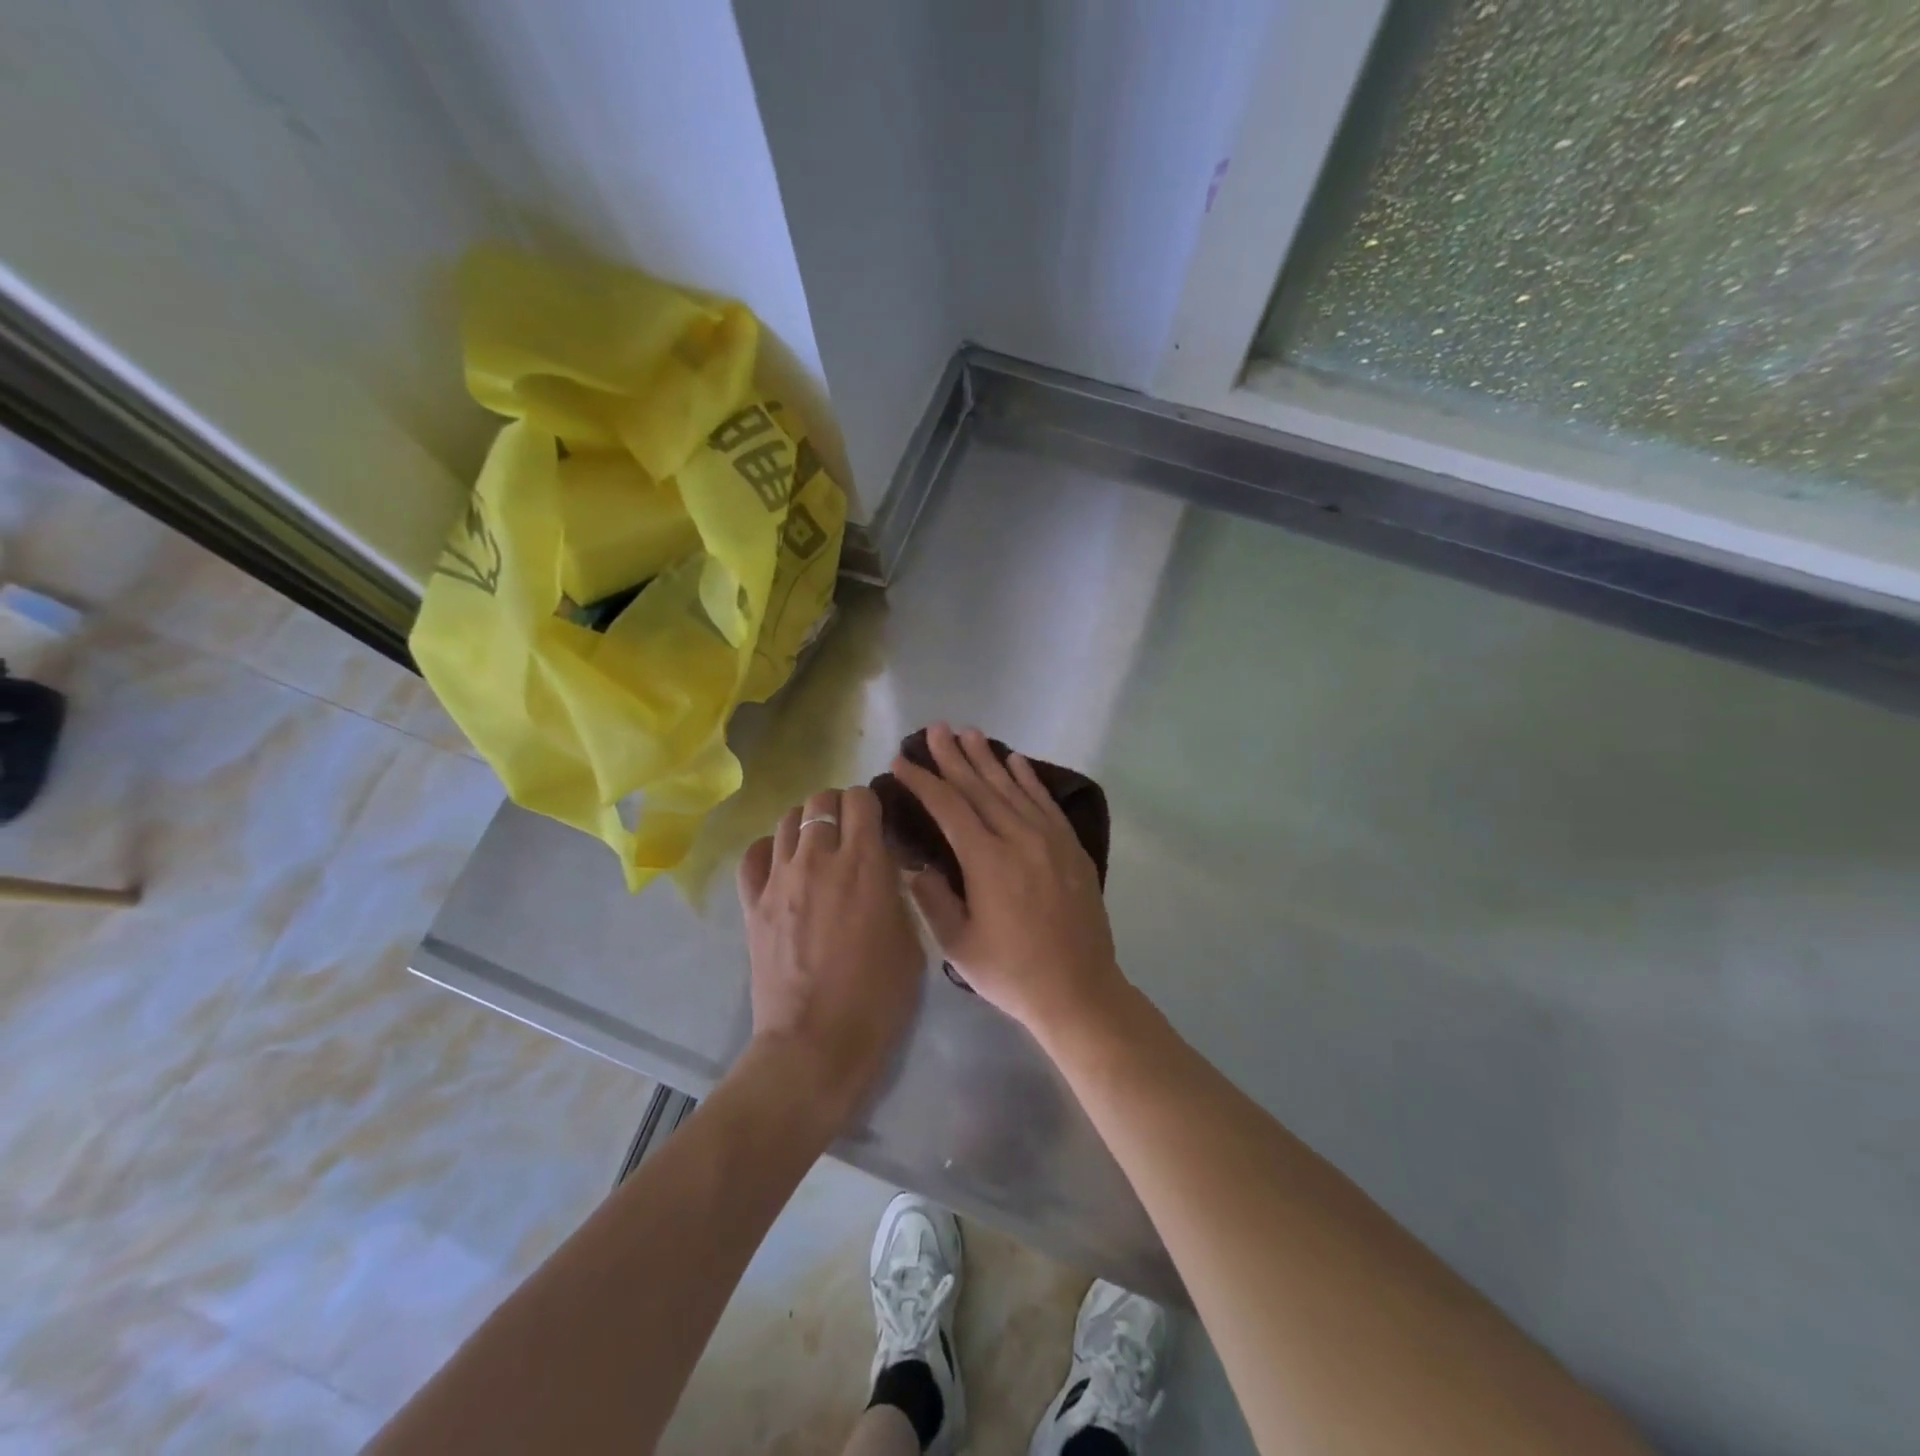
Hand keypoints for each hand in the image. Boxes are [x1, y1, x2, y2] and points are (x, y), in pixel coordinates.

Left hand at [738, 785, 924, 1130]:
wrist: (815, 1044)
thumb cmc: (877, 998)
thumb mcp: (910, 940)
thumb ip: (896, 893)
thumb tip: (885, 870)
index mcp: (864, 863)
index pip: (861, 799)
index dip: (871, 804)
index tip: (878, 823)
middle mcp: (819, 858)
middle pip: (821, 800)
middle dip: (838, 808)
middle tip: (849, 834)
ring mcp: (779, 879)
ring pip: (787, 819)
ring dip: (807, 825)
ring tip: (817, 848)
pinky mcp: (753, 903)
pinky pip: (754, 854)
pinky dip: (770, 851)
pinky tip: (783, 867)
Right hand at [889, 724, 1126, 1041]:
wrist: (1079, 991)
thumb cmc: (1012, 973)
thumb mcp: (958, 945)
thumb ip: (932, 899)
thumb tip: (916, 865)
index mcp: (987, 861)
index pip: (949, 807)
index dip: (923, 782)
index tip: (903, 762)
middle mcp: (1019, 838)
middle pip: (980, 787)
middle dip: (953, 757)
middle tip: (934, 729)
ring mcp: (1050, 839)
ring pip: (1013, 788)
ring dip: (988, 759)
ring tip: (968, 733)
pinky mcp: (1071, 847)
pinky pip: (1045, 802)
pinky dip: (1029, 778)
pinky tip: (1016, 761)